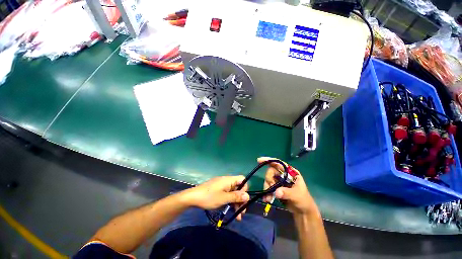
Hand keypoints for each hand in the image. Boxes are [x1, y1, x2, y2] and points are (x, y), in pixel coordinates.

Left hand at [182, 176, 249, 219]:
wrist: (193, 197)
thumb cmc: (209, 197)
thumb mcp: (224, 198)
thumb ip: (236, 197)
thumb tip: (247, 195)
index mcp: (229, 180)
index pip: (242, 180)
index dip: (244, 189)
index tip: (242, 199)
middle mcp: (227, 181)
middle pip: (238, 188)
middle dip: (241, 199)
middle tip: (241, 212)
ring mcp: (222, 186)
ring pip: (233, 192)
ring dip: (236, 203)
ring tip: (237, 216)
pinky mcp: (218, 190)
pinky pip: (227, 194)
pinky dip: (230, 202)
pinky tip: (231, 211)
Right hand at [259, 157, 318, 215]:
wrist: (302, 211)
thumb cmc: (303, 200)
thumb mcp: (297, 196)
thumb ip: (287, 193)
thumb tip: (276, 192)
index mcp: (290, 172)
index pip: (278, 163)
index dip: (269, 160)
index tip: (259, 160)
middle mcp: (283, 174)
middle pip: (271, 171)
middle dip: (268, 179)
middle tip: (270, 189)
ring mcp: (279, 181)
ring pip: (268, 179)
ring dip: (267, 188)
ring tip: (268, 198)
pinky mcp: (276, 187)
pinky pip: (268, 187)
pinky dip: (266, 192)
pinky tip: (267, 199)